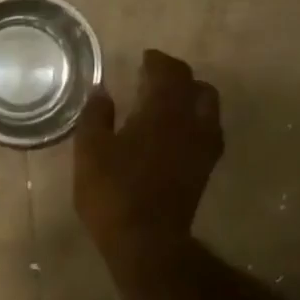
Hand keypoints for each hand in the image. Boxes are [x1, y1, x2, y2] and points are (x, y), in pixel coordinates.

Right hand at [73, 49, 224, 272]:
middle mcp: (193, 123)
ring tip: (167, 105)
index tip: (143, 59)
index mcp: (164, 111)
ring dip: (191, 99)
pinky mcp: (205, 170)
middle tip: (154, 80)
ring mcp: (204, 148)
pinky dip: (194, 123)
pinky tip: (175, 134)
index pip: (169, 72)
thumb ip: (96, 116)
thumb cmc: (113, 192)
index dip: (157, 61)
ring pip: (208, 109)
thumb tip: (103, 91)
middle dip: (177, 78)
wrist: (147, 241)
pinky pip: (208, 132)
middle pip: (197, 87)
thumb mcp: (90, 151)